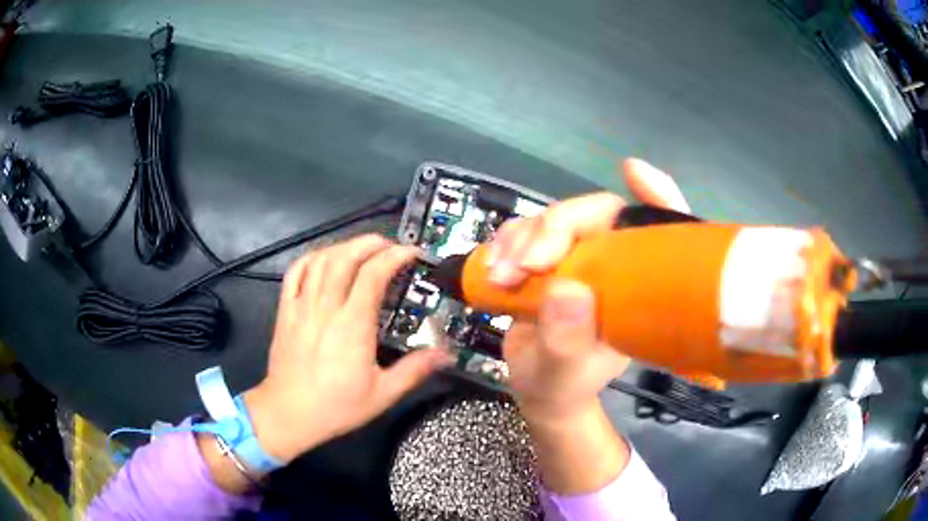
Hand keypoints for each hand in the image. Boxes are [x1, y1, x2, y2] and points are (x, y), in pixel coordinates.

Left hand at [242, 235, 451, 463]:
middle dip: (370, 243)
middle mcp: (326, 308)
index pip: (373, 275)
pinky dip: (310, 258)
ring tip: (360, 249)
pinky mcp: (285, 311)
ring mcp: (302, 306)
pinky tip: (323, 260)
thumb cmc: (337, 406)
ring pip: (320, 260)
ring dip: (343, 247)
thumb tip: (446, 355)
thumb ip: (415, 370)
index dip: (394, 257)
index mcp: (353, 325)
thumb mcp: (383, 394)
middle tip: (389, 246)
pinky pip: (294, 273)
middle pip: (345, 257)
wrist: (289, 413)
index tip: (411, 253)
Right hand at [489, 159, 690, 493]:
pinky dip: (506, 242)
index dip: (656, 196)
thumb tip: (567, 288)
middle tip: (526, 264)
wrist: (539, 388)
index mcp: (637, 286)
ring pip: (553, 218)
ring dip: (521, 237)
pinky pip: (526, 231)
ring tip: (501, 276)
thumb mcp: (564, 374)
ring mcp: (578, 258)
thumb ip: (566, 341)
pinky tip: (494, 267)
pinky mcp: (546, 259)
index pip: (660, 231)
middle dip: (554, 228)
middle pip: (593, 214)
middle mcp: (612, 264)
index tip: (633, 172)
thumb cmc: (564, 385)